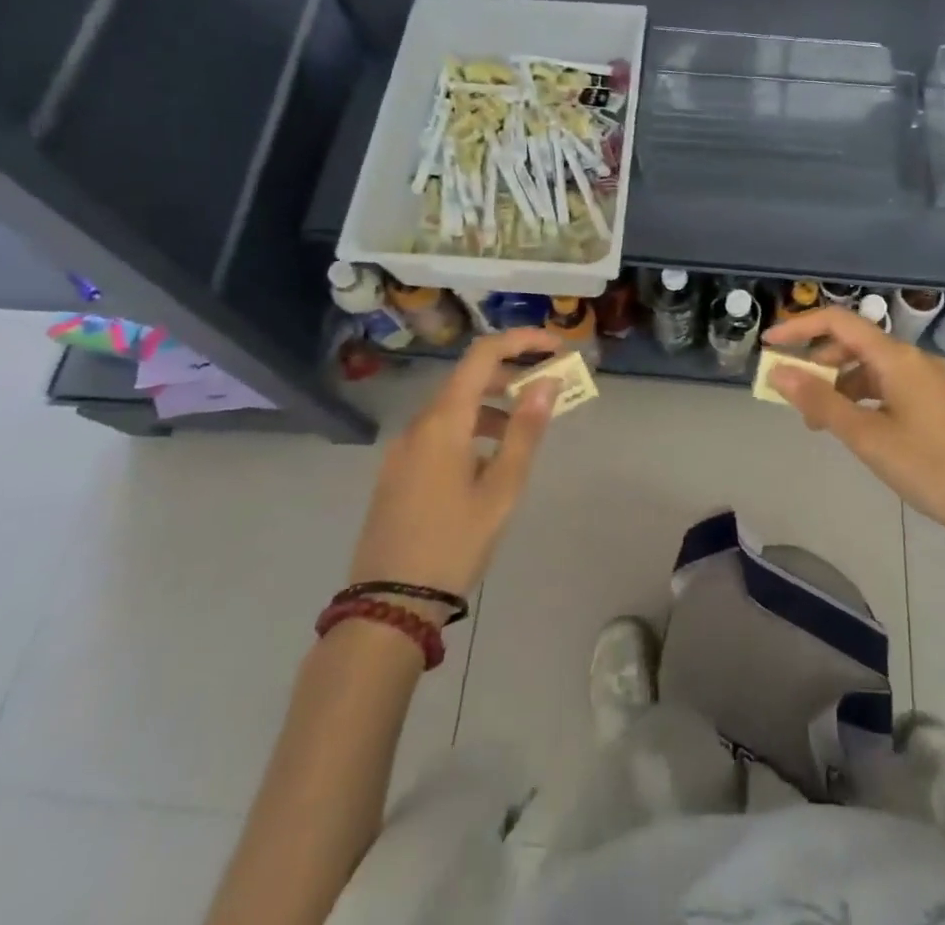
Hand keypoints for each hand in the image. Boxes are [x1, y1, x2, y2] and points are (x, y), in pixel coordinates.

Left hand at [346, 328, 564, 607]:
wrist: (389, 604)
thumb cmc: (454, 543)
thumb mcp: (501, 489)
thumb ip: (525, 431)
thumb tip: (547, 382)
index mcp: (443, 421)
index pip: (483, 354)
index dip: (521, 340)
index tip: (555, 346)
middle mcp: (418, 424)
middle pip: (467, 378)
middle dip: (510, 375)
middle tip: (548, 389)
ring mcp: (403, 449)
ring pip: (453, 407)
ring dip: (491, 405)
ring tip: (523, 432)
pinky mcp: (397, 472)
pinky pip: (439, 432)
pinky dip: (470, 429)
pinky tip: (487, 462)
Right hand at [763, 307, 944, 556]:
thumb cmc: (930, 468)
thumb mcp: (867, 437)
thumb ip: (820, 401)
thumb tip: (778, 372)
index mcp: (897, 358)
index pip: (839, 323)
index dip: (799, 327)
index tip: (769, 345)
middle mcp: (914, 359)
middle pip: (854, 344)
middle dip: (817, 364)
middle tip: (792, 397)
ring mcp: (929, 380)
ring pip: (871, 367)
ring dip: (839, 385)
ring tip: (818, 422)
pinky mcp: (938, 401)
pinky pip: (889, 385)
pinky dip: (862, 397)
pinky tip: (854, 426)